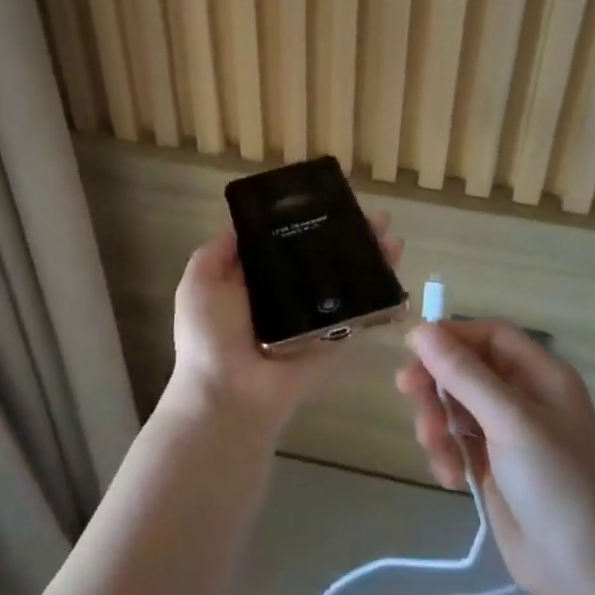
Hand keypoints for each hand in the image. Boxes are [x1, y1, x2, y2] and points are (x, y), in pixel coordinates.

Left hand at [168, 212, 403, 433]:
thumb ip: (216, 252)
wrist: (228, 395)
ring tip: (392, 237)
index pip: (287, 242)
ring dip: (371, 259)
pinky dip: (380, 296)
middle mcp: (286, 296)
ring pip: (346, 282)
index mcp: (255, 281)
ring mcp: (312, 319)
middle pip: (323, 258)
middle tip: (375, 218)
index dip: (308, 221)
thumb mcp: (199, 283)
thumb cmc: (209, 336)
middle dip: (349, 237)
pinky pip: (358, 315)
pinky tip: (395, 272)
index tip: (331, 199)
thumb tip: (239, 225)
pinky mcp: (332, 341)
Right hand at [395, 320, 594, 594]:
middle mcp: (525, 397)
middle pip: (466, 368)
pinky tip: (449, 477)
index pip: (490, 336)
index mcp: (542, 375)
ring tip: (436, 451)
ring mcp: (508, 432)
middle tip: (407, 393)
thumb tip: (421, 329)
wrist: (578, 573)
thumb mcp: (508, 420)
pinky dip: (445, 451)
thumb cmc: (553, 482)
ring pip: (454, 404)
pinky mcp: (492, 464)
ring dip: (436, 421)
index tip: (414, 348)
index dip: (453, 336)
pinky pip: (455, 439)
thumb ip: (463, 373)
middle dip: (436, 383)